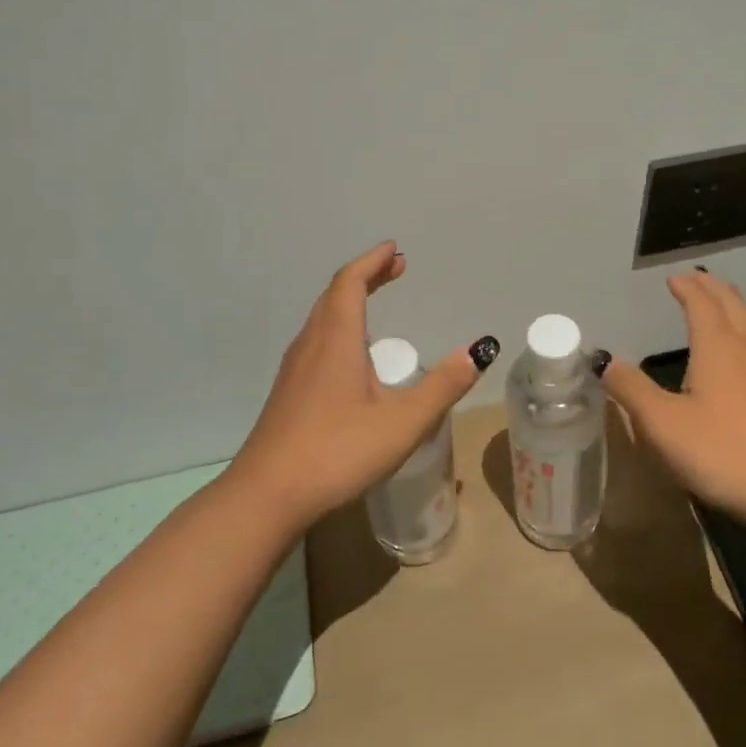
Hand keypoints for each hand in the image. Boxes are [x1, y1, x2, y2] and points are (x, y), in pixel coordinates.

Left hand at [229, 241, 496, 529]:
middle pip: (334, 295)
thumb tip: (479, 351)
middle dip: (365, 277)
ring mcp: (294, 370)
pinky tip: (352, 357)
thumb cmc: (336, 453)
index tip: (394, 249)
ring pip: (322, 319)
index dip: (372, 262)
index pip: (350, 283)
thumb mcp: (403, 423)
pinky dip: (339, 327)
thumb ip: (443, 387)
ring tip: (376, 303)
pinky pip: (316, 341)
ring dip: (349, 301)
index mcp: (336, 341)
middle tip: (394, 269)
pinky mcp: (288, 393)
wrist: (266, 497)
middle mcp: (311, 345)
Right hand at [598, 270, 745, 520]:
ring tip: (714, 304)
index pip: (701, 303)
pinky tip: (735, 354)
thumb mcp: (663, 423)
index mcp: (717, 345)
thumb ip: (631, 389)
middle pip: (731, 304)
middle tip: (694, 279)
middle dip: (711, 288)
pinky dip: (739, 331)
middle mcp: (745, 348)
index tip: (672, 278)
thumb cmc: (723, 451)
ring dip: (729, 306)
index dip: (686, 288)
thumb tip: (604, 360)